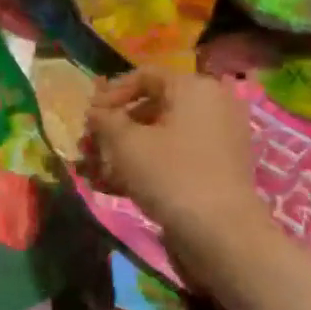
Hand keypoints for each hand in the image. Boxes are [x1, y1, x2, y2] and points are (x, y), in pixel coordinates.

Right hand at [86, 69, 262, 233]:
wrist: (222, 232)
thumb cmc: (170, 174)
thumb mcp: (125, 143)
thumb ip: (104, 120)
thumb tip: (95, 112)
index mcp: (194, 88)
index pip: (144, 76)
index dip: (110, 94)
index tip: (88, 118)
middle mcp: (212, 105)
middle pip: (152, 107)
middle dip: (114, 127)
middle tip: (89, 147)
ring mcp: (219, 138)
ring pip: (161, 135)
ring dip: (125, 150)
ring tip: (96, 171)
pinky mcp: (218, 168)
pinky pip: (176, 156)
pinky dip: (147, 165)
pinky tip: (117, 186)